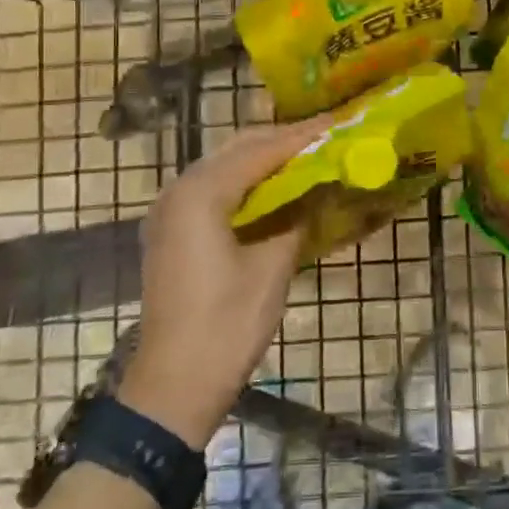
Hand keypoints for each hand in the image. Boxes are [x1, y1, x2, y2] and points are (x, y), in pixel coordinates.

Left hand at [117, 116, 328, 447]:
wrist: (174, 385)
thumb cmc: (226, 325)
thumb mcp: (272, 267)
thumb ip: (297, 217)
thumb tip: (320, 188)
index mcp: (200, 193)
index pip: (260, 151)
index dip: (302, 137)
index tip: (339, 123)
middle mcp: (178, 190)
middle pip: (237, 148)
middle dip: (281, 140)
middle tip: (325, 136)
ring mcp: (169, 211)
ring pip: (223, 166)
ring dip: (263, 159)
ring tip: (307, 156)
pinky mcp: (171, 231)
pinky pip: (213, 189)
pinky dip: (246, 182)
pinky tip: (275, 188)